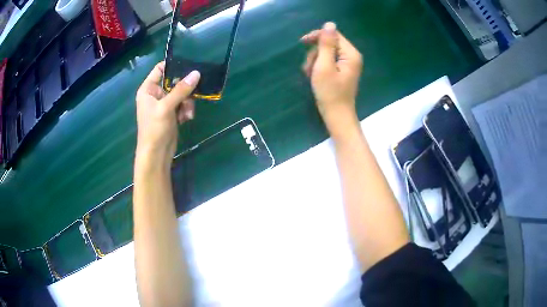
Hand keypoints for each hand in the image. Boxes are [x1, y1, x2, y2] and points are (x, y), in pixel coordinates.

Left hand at [135, 62, 199, 166]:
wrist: (156, 154)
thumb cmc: (155, 129)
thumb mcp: (166, 107)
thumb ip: (181, 90)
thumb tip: (196, 73)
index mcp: (148, 89)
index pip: (160, 69)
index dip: (173, 65)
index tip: (189, 64)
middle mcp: (155, 94)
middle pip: (174, 81)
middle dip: (185, 88)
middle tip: (194, 92)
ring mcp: (164, 104)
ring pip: (181, 93)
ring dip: (187, 102)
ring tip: (188, 113)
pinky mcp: (171, 113)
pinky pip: (183, 104)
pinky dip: (186, 110)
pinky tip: (187, 118)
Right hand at [301, 22, 362, 132]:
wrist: (336, 115)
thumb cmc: (330, 92)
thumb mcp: (324, 66)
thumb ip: (326, 44)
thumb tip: (329, 24)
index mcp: (350, 54)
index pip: (333, 35)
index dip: (317, 36)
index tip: (302, 42)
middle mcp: (351, 56)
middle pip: (329, 44)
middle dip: (315, 53)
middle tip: (309, 68)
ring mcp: (347, 64)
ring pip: (325, 53)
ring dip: (314, 62)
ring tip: (310, 75)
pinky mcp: (342, 71)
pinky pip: (328, 61)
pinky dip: (318, 67)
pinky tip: (314, 77)